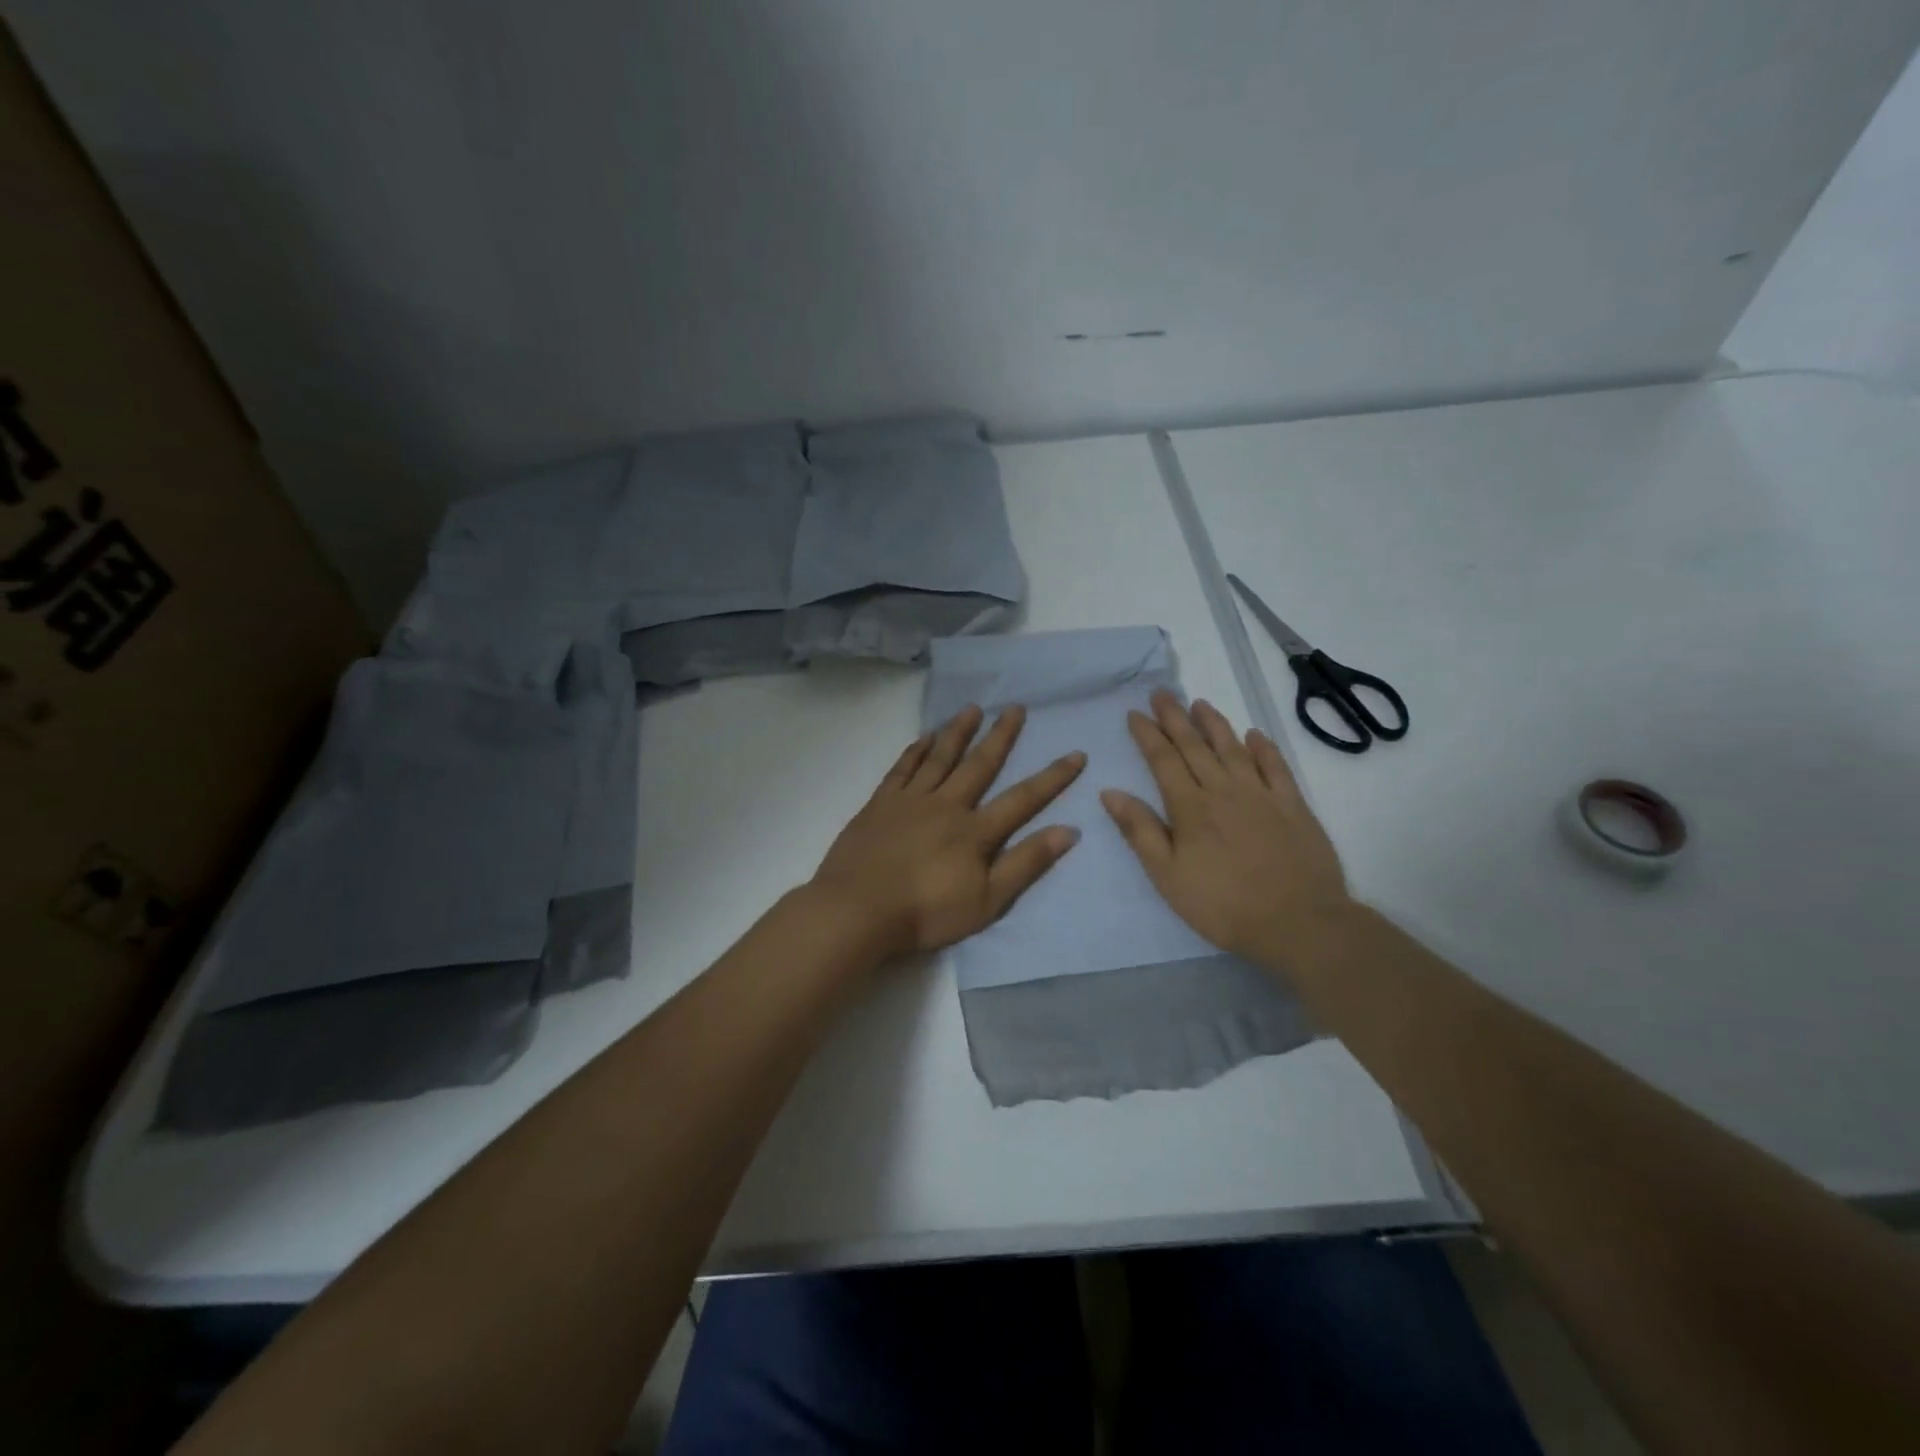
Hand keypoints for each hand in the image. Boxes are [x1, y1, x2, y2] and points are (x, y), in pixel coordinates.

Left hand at [810, 704, 1084, 960]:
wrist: (858, 910)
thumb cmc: (926, 913)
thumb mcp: (987, 900)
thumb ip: (1026, 863)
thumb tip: (1069, 831)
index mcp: (975, 831)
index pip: (1023, 798)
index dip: (1052, 777)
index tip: (1076, 753)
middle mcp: (946, 805)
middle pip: (979, 765)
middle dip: (1001, 736)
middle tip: (1015, 707)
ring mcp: (910, 800)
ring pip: (940, 757)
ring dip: (959, 732)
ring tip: (973, 708)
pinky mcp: (880, 803)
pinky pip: (902, 768)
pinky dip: (916, 750)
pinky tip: (925, 736)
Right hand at [1101, 692, 1352, 971]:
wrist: (1298, 922)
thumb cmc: (1222, 905)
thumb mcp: (1167, 876)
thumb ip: (1140, 831)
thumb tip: (1110, 792)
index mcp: (1190, 808)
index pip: (1163, 761)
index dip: (1148, 735)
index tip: (1135, 713)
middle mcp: (1223, 790)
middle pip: (1195, 747)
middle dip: (1175, 718)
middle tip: (1162, 693)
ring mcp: (1261, 795)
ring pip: (1233, 749)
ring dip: (1215, 724)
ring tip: (1200, 703)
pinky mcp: (1293, 806)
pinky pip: (1276, 767)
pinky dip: (1263, 748)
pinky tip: (1254, 735)